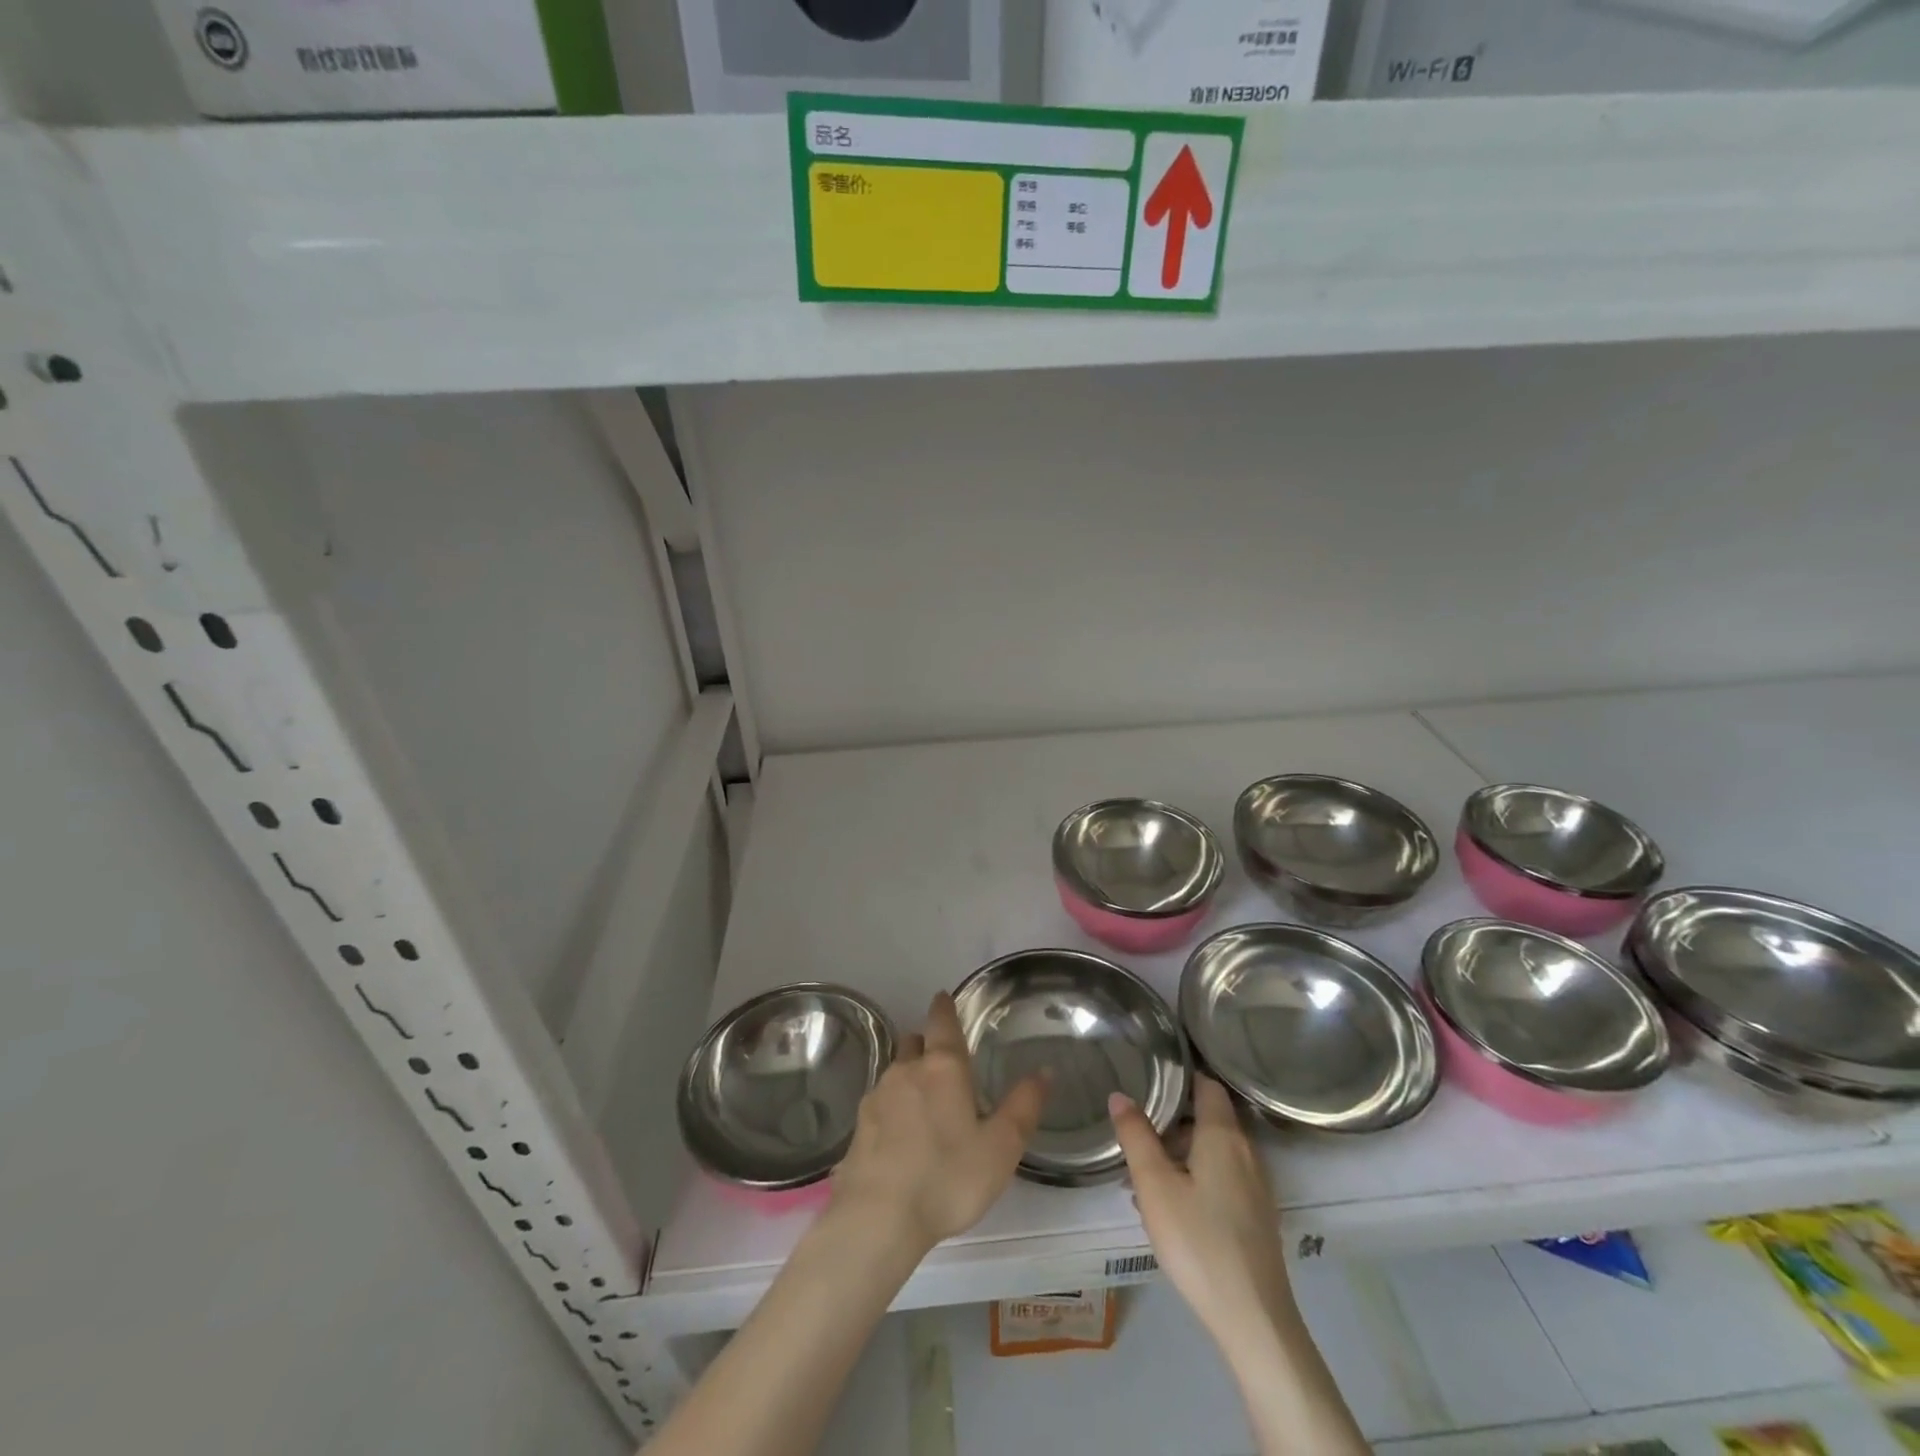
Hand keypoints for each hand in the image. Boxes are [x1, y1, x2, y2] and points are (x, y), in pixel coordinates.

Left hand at [829, 992, 1045, 1256]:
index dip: (944, 1007)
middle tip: (941, 1060)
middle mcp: (906, 1072)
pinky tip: (900, 1136)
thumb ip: (1023, 1107)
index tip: (942, 997)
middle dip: (925, 1043)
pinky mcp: (858, 1127)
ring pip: (895, 1072)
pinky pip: (879, 1105)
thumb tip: (1044, 1071)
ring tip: (924, 1102)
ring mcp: (877, 1098)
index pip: (942, 1023)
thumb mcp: (1001, 1148)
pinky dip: (892, 1109)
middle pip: (913, 1043)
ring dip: (909, 1077)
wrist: (878, 1218)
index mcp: (943, 1069)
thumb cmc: (948, 1178)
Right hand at [1110, 1076, 1291, 1345]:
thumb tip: (1120, 1095)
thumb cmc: (1198, 1241)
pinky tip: (1171, 1208)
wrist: (1253, 1319)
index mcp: (1223, 1135)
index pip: (1207, 1085)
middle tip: (1137, 1130)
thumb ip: (1136, 1136)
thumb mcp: (1154, 1185)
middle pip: (1209, 1118)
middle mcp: (1246, 1152)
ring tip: (1144, 1174)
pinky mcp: (1257, 1216)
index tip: (1151, 1075)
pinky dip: (1196, 1177)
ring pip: (1213, 1151)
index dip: (1181, 1075)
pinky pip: (1222, 1178)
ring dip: (1181, 1153)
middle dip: (1172, 1120)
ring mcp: (1256, 1186)